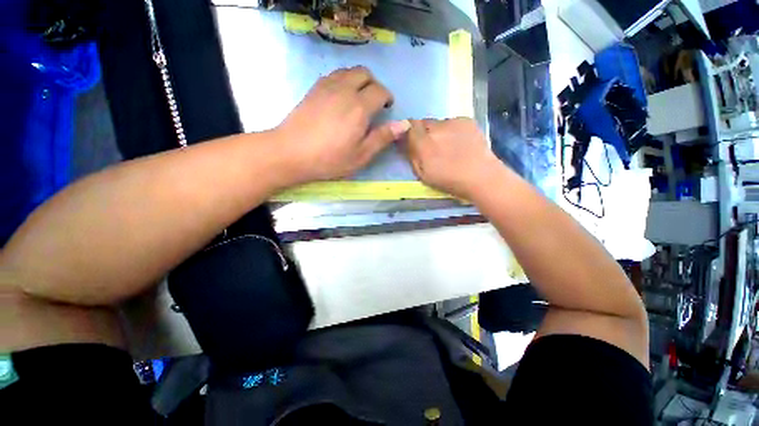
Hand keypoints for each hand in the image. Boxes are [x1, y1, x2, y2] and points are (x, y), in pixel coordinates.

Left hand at [276, 66, 410, 182]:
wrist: (291, 152)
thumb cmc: (329, 159)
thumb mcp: (361, 155)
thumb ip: (382, 137)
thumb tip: (404, 124)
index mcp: (359, 107)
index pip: (380, 91)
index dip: (387, 98)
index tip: (387, 109)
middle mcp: (344, 90)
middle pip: (365, 73)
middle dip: (375, 85)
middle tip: (374, 103)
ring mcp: (326, 86)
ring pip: (349, 70)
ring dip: (359, 80)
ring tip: (358, 99)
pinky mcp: (313, 89)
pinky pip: (334, 75)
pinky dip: (343, 81)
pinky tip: (340, 98)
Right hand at [404, 118, 499, 199]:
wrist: (481, 176)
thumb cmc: (449, 181)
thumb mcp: (423, 175)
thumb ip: (412, 156)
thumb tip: (406, 143)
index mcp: (424, 143)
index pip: (409, 126)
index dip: (409, 132)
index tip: (412, 140)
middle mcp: (436, 128)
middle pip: (423, 122)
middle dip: (423, 132)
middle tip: (431, 145)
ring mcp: (453, 122)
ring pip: (438, 122)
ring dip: (439, 131)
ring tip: (448, 145)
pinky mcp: (466, 120)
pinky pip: (453, 121)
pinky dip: (452, 129)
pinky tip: (460, 142)